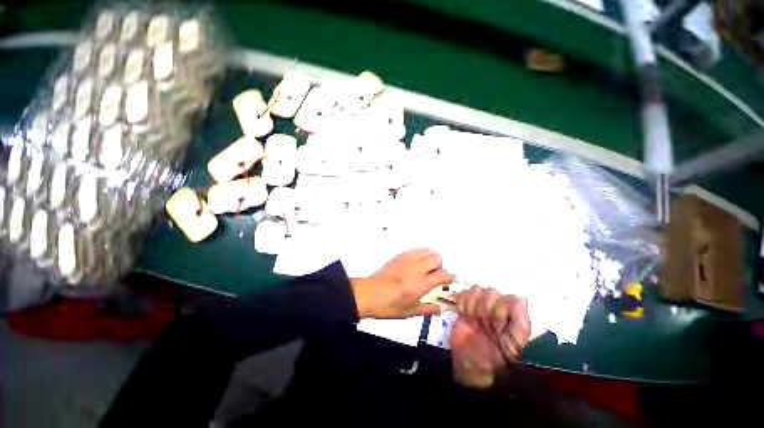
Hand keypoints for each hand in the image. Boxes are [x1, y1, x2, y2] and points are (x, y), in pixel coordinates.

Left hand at [350, 248, 453, 318]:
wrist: (369, 294)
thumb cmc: (388, 305)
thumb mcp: (409, 312)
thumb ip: (426, 309)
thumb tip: (438, 309)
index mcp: (421, 284)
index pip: (443, 275)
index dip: (449, 277)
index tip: (449, 280)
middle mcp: (416, 269)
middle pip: (436, 258)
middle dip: (440, 265)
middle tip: (436, 274)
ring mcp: (407, 260)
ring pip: (426, 251)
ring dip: (430, 257)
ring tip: (427, 267)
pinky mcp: (399, 256)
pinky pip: (414, 250)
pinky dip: (420, 253)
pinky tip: (416, 261)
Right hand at [450, 286, 530, 387]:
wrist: (467, 363)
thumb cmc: (490, 360)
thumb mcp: (509, 349)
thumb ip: (520, 326)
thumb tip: (522, 300)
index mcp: (514, 318)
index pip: (511, 299)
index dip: (501, 309)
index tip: (495, 323)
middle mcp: (500, 308)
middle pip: (492, 292)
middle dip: (484, 309)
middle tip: (481, 324)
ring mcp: (482, 304)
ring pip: (477, 290)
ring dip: (472, 306)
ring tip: (472, 320)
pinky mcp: (467, 303)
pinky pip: (464, 292)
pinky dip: (462, 303)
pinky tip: (464, 315)